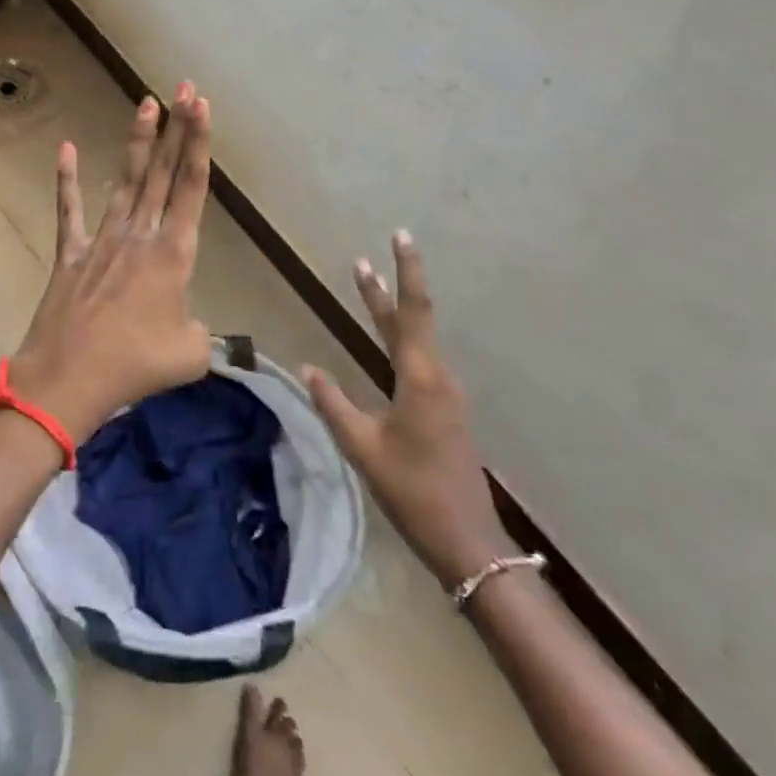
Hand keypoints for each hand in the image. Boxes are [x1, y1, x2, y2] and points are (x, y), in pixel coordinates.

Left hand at [5, 83, 213, 444]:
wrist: (70, 378)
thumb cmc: (136, 365)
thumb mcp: (190, 353)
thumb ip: (199, 332)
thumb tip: (187, 326)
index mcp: (173, 253)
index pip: (191, 187)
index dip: (199, 143)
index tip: (202, 106)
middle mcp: (140, 235)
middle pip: (162, 172)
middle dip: (176, 128)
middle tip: (184, 87)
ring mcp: (102, 240)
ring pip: (125, 181)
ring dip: (138, 142)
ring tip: (145, 102)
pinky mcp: (71, 254)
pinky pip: (69, 211)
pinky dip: (66, 181)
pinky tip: (65, 149)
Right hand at [303, 231, 510, 588]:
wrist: (467, 538)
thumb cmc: (412, 490)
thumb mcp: (363, 447)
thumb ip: (333, 404)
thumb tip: (308, 367)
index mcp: (420, 379)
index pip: (411, 311)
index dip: (404, 272)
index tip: (399, 236)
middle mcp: (437, 377)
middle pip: (411, 321)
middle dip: (387, 287)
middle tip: (363, 259)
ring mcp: (445, 394)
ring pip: (414, 341)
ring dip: (389, 314)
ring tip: (366, 289)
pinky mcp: (444, 410)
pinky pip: (418, 362)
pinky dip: (398, 341)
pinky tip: (386, 346)